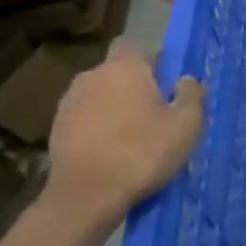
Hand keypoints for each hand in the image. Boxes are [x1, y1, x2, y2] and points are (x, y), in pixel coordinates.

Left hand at [44, 45, 204, 227]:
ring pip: (98, 97)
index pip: (134, 47)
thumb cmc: (141, 153)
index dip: (149, 63)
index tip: (163, 85)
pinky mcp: (54, 132)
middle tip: (152, 115)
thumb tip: (185, 80)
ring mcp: (68, 104)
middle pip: (116, 74)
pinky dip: (95, 130)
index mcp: (124, 68)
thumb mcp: (186, 124)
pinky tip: (108, 154)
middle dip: (131, 88)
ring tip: (129, 138)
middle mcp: (92, 77)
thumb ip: (191, 95)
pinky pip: (83, 120)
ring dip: (111, 109)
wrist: (84, 198)